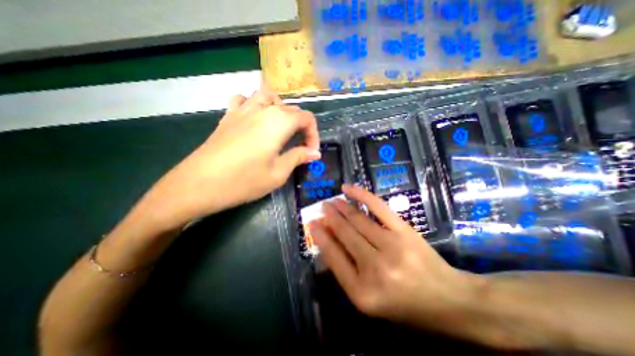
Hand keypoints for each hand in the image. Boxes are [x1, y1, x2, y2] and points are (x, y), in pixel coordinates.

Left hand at [138, 90, 317, 230]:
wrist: (198, 185)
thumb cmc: (243, 181)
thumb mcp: (278, 173)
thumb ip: (298, 157)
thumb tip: (315, 153)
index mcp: (278, 122)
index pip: (306, 118)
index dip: (314, 135)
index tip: (311, 152)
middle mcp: (262, 110)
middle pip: (290, 108)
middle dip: (301, 126)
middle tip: (300, 146)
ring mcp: (242, 110)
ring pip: (268, 96)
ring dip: (281, 109)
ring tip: (281, 127)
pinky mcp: (228, 117)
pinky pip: (244, 100)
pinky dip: (255, 105)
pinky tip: (255, 120)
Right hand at [308, 186, 480, 327]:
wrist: (450, 301)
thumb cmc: (406, 306)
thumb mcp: (370, 300)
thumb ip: (347, 272)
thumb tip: (328, 242)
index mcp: (362, 292)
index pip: (333, 257)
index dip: (321, 237)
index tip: (312, 223)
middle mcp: (374, 268)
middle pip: (345, 235)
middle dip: (330, 218)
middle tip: (322, 207)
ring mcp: (391, 246)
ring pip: (358, 220)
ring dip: (341, 208)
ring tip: (332, 201)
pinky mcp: (404, 231)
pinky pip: (377, 207)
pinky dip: (361, 195)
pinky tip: (348, 189)